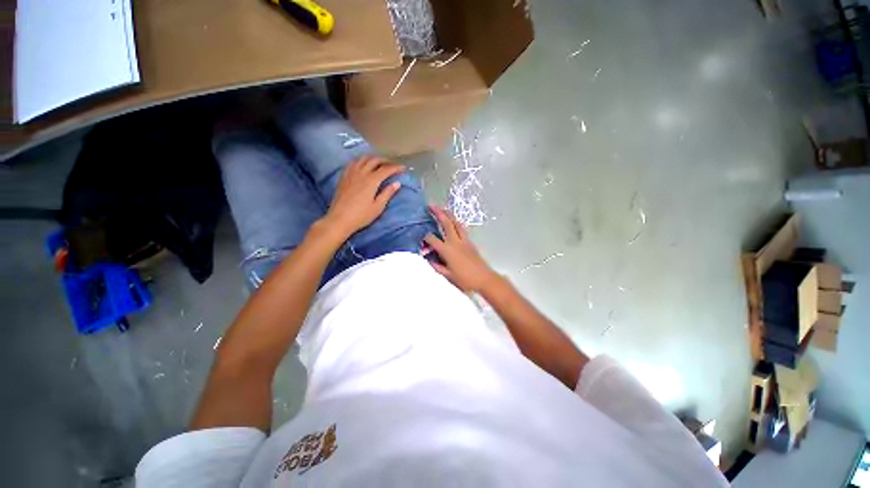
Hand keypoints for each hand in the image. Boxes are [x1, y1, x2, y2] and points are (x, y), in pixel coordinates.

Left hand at [322, 156, 404, 237]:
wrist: (339, 219)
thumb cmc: (361, 216)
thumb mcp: (378, 207)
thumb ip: (387, 193)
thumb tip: (397, 183)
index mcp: (371, 181)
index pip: (386, 169)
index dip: (396, 167)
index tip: (403, 168)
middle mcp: (361, 173)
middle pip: (374, 160)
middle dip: (385, 160)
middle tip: (393, 165)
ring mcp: (351, 174)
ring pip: (363, 158)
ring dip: (373, 158)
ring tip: (380, 163)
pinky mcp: (344, 177)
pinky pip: (353, 162)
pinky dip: (361, 160)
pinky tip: (363, 165)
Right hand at [424, 206, 500, 293]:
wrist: (484, 279)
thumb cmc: (465, 280)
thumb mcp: (448, 276)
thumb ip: (437, 266)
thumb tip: (429, 259)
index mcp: (447, 250)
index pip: (432, 239)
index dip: (425, 238)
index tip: (423, 241)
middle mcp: (455, 242)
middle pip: (446, 223)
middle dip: (438, 213)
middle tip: (431, 205)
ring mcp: (464, 240)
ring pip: (456, 223)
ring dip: (448, 214)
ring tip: (442, 208)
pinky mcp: (470, 242)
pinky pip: (462, 228)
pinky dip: (455, 222)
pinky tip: (453, 221)